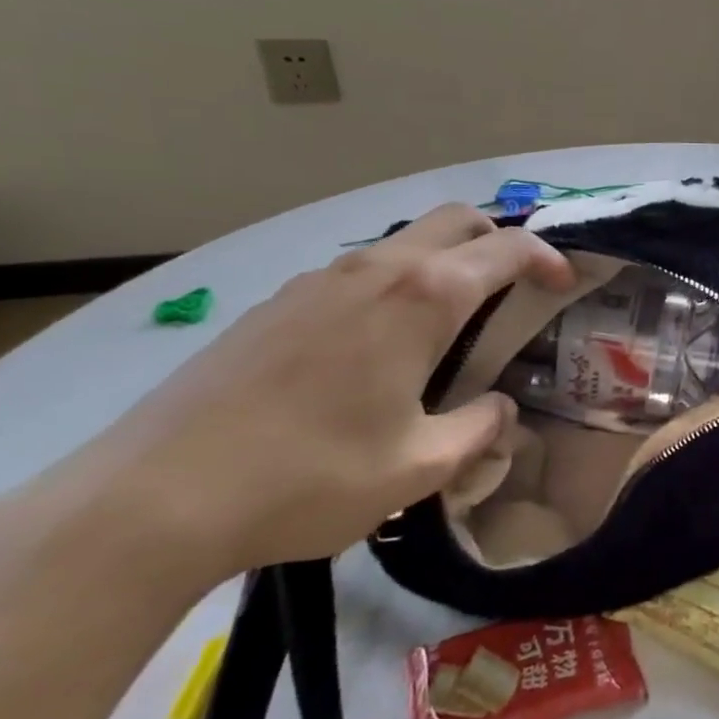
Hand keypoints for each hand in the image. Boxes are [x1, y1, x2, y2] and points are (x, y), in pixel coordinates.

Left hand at [52, 205, 572, 579]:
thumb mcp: (421, 466)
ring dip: (443, 263)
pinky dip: (393, 285)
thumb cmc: (310, 477)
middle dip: (498, 240)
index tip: (565, 283)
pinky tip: (376, 347)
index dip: (548, 258)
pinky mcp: (275, 304)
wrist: (153, 498)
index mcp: (423, 298)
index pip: (507, 248)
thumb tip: (501, 409)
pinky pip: (357, 272)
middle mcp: (375, 270)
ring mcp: (317, 280)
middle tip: (516, 286)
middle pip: (455, 220)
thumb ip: (479, 428)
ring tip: (450, 322)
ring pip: (402, 242)